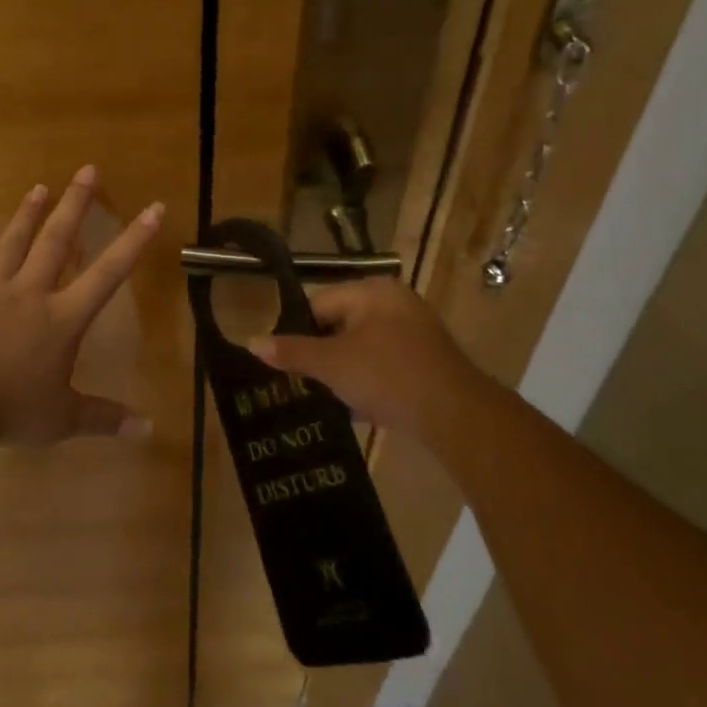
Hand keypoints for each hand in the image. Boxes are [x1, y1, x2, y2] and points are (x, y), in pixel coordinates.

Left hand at [0, 165, 163, 445]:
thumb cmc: (13, 409)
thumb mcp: (64, 419)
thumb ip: (104, 418)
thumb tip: (146, 430)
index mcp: (63, 318)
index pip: (108, 274)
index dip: (134, 241)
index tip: (153, 208)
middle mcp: (32, 294)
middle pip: (57, 241)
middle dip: (75, 205)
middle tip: (87, 169)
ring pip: (13, 244)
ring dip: (27, 214)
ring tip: (39, 187)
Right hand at [247, 277, 482, 438]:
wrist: (455, 415)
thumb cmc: (387, 376)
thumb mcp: (332, 364)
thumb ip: (291, 352)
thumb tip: (251, 341)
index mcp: (371, 292)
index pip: (318, 304)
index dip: (298, 333)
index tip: (287, 363)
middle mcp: (394, 301)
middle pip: (340, 324)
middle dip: (322, 354)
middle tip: (305, 382)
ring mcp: (415, 330)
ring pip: (362, 346)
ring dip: (345, 370)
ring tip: (329, 397)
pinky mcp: (428, 358)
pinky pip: (385, 362)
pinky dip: (370, 379)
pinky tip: (359, 406)